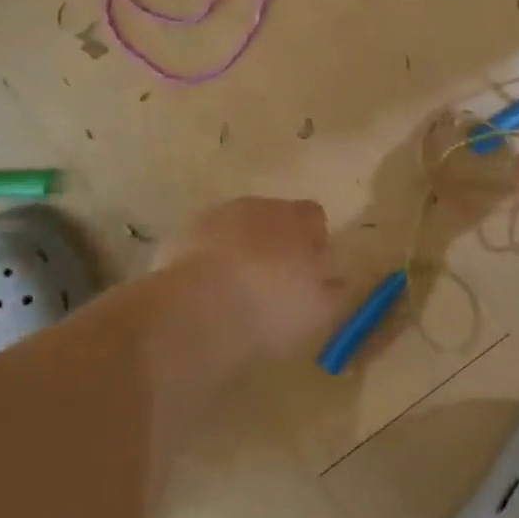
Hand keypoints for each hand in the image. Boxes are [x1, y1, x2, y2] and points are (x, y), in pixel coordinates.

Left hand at [156, 197, 340, 362]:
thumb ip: (333, 291)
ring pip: (236, 227)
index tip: (309, 271)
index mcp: (297, 220)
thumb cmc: (270, 308)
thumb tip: (336, 281)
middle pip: (273, 217)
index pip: (313, 216)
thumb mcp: (316, 310)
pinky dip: (207, 259)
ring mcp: (216, 217)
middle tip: (273, 282)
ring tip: (236, 288)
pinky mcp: (182, 234)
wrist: (199, 310)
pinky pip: (204, 243)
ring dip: (240, 248)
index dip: (313, 240)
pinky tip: (206, 291)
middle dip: (275, 242)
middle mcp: (257, 206)